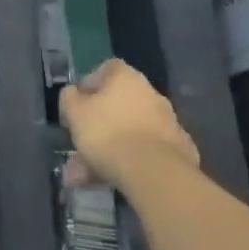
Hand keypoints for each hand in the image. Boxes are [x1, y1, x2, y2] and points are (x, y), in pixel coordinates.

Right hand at [60, 59, 199, 194]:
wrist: (155, 174)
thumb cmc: (107, 133)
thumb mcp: (74, 112)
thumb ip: (70, 98)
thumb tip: (73, 93)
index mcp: (127, 78)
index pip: (107, 69)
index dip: (90, 84)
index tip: (78, 103)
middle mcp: (151, 94)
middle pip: (118, 105)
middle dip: (97, 125)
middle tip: (79, 144)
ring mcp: (168, 123)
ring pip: (129, 132)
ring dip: (109, 149)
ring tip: (86, 175)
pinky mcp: (179, 151)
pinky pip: (146, 151)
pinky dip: (130, 163)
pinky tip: (112, 180)